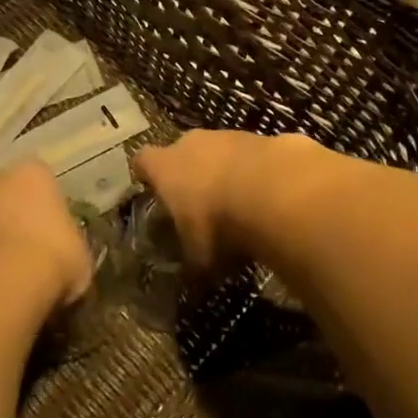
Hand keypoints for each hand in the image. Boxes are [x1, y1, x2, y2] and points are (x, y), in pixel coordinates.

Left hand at [0, 161, 91, 307]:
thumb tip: (64, 255)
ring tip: (2, 276)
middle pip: (4, 195)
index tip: (52, 235)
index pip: (41, 182)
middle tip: (25, 251)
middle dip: (10, 216)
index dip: (46, 209)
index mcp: (32, 172)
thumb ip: (68, 244)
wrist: (0, 287)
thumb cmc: (52, 258)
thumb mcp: (80, 253)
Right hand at [132, 130, 308, 268]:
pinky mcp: (261, 137)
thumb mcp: (199, 258)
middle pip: (182, 152)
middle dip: (189, 174)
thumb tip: (191, 281)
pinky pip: (250, 155)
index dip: (147, 175)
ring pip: (218, 151)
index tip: (152, 190)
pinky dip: (255, 172)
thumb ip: (191, 262)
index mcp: (165, 167)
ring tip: (238, 204)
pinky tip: (268, 197)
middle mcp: (191, 143)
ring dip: (225, 171)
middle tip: (199, 204)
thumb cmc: (219, 224)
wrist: (275, 191)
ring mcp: (227, 135)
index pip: (143, 161)